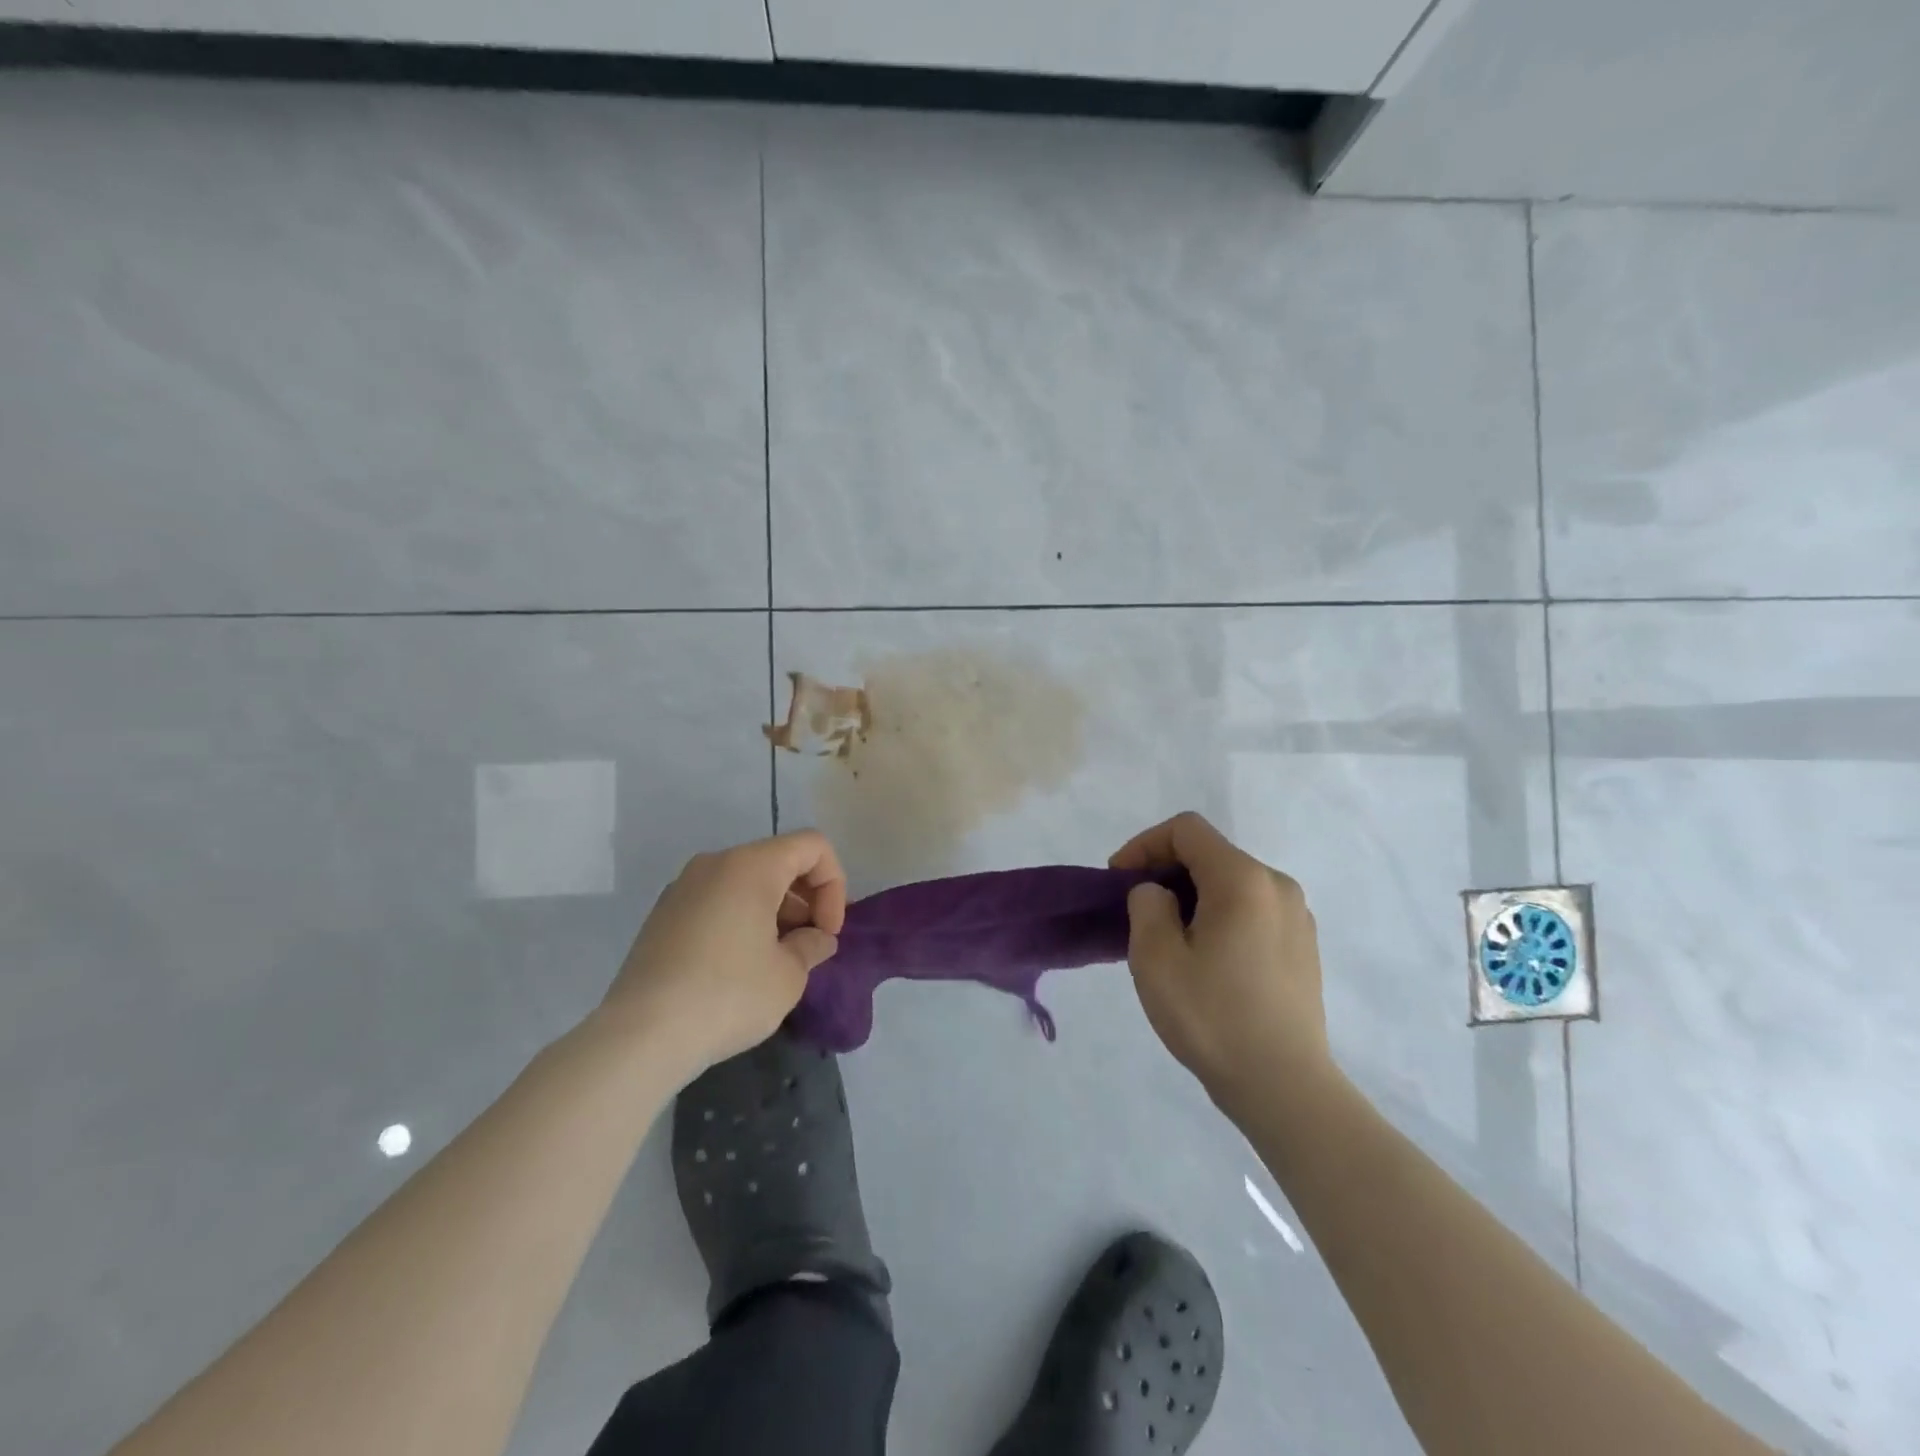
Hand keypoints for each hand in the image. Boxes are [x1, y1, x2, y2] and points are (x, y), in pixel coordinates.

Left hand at [605, 831, 847, 1078]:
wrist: (641, 1035)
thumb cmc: (727, 995)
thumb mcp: (788, 975)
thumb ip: (811, 946)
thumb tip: (815, 939)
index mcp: (751, 865)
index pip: (813, 846)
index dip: (833, 885)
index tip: (827, 932)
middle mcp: (715, 863)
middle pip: (779, 860)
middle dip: (805, 898)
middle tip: (808, 946)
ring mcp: (683, 887)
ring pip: (746, 881)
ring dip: (774, 910)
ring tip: (776, 961)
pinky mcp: (663, 915)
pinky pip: (718, 900)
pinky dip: (742, 919)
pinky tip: (739, 966)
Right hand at [1110, 811, 1332, 1101]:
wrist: (1284, 1087)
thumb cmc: (1213, 1018)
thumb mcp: (1156, 958)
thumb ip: (1147, 905)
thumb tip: (1159, 894)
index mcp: (1243, 880)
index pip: (1187, 830)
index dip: (1144, 845)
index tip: (1119, 880)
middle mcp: (1277, 886)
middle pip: (1211, 855)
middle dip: (1166, 872)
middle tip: (1137, 912)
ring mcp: (1297, 917)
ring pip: (1231, 884)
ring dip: (1191, 897)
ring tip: (1167, 940)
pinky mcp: (1302, 947)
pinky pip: (1252, 911)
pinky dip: (1219, 917)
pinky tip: (1205, 961)